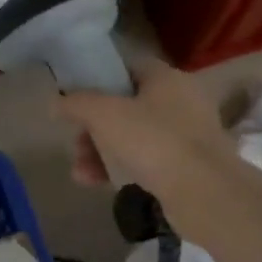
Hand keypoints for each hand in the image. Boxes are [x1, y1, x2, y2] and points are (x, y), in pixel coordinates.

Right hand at [55, 57, 238, 201]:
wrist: (205, 193)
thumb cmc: (153, 141)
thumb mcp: (104, 115)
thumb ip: (75, 103)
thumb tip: (56, 102)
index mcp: (166, 78)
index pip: (127, 68)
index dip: (98, 79)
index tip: (76, 98)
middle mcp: (181, 101)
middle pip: (125, 106)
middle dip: (93, 127)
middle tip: (76, 143)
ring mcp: (188, 135)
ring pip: (133, 136)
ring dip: (101, 151)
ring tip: (80, 172)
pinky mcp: (188, 166)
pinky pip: (147, 161)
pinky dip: (121, 168)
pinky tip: (97, 183)